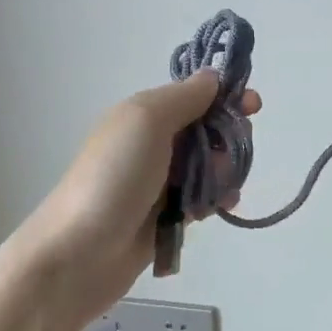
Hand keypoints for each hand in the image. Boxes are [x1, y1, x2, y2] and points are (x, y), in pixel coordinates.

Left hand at [13, 71, 261, 328]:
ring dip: (225, 172)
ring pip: (208, 167)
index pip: (194, 96)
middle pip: (206, 131)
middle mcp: (152, 144)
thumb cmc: (114, 178)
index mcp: (144, 115)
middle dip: (228, 137)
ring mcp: (158, 183)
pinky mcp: (164, 217)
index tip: (254, 106)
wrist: (77, 253)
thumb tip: (212, 77)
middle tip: (231, 155)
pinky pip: (201, 199)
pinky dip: (215, 200)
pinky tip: (221, 207)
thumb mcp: (146, 121)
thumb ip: (183, 97)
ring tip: (223, 189)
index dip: (225, 97)